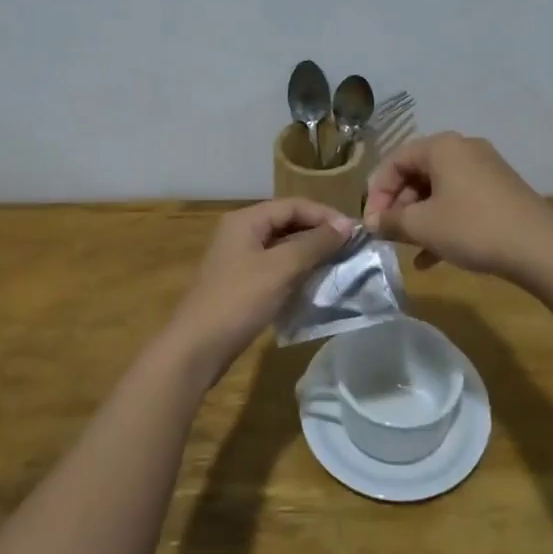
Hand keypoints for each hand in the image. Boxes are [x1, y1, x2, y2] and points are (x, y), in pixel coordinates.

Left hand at [167, 199, 354, 382]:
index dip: (325, 215)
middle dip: (319, 232)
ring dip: (309, 252)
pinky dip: (296, 270)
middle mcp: (240, 232)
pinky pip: (275, 267)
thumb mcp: (281, 268)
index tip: (355, 232)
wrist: (197, 347)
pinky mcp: (240, 283)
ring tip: (338, 264)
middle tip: (350, 248)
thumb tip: (346, 226)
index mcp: (246, 220)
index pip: (293, 205)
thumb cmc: (239, 300)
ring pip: (282, 246)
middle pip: (287, 222)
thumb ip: (315, 244)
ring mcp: (239, 258)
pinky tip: (314, 283)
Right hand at [362, 132, 552, 278]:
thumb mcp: (423, 226)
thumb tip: (371, 223)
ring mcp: (484, 170)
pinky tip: (432, 259)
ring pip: (437, 191)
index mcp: (441, 147)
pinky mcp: (499, 192)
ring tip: (407, 249)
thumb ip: (391, 222)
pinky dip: (442, 223)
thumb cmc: (473, 227)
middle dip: (398, 207)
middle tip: (387, 236)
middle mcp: (463, 150)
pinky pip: (459, 202)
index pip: (394, 161)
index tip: (371, 225)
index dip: (376, 193)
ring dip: (418, 219)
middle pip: (416, 174)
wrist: (541, 248)